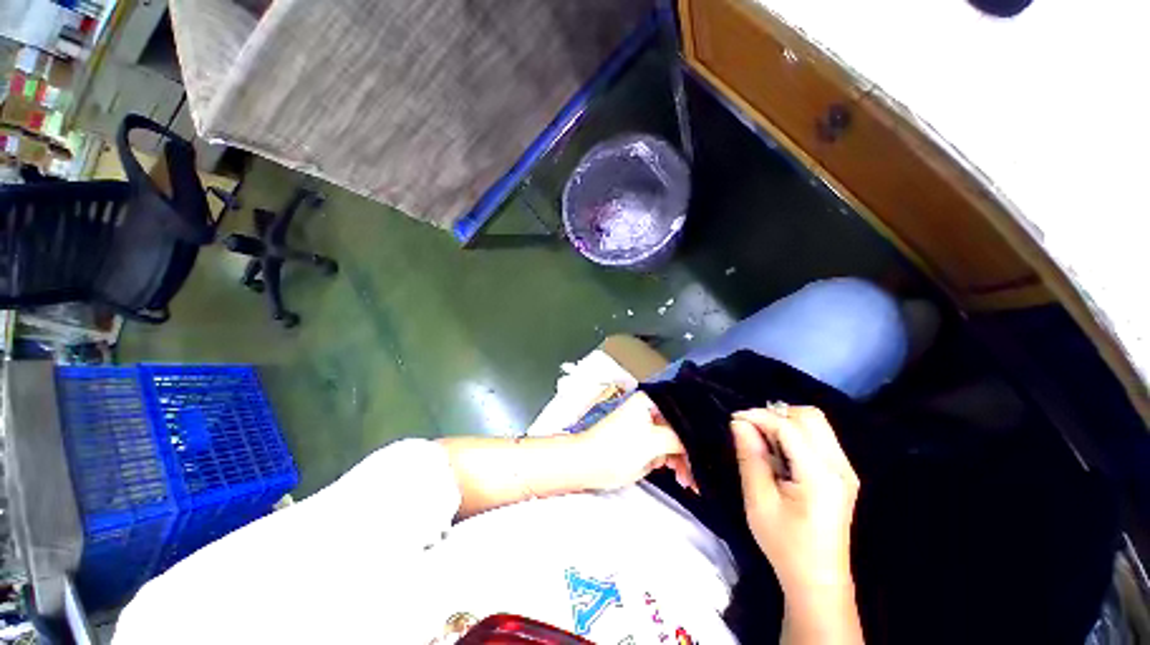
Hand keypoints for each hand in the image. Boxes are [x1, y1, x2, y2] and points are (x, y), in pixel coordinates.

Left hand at [577, 392, 696, 492]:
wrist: (588, 465)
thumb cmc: (617, 448)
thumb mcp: (652, 441)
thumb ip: (678, 438)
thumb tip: (699, 439)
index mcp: (650, 402)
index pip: (683, 414)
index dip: (697, 434)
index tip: (709, 454)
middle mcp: (651, 410)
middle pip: (680, 429)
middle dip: (690, 452)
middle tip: (698, 476)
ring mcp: (647, 427)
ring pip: (675, 442)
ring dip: (684, 461)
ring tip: (687, 482)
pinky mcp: (644, 442)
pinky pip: (666, 450)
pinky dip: (674, 464)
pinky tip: (680, 477)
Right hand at [730, 406, 858, 594]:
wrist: (817, 578)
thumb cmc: (785, 544)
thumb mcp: (759, 500)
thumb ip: (750, 456)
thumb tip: (739, 423)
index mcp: (820, 476)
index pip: (789, 427)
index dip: (759, 416)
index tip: (734, 419)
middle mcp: (839, 467)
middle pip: (811, 417)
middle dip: (776, 414)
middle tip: (751, 429)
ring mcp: (845, 470)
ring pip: (816, 424)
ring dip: (786, 422)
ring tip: (763, 439)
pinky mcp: (842, 474)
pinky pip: (819, 437)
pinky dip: (795, 433)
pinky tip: (779, 451)